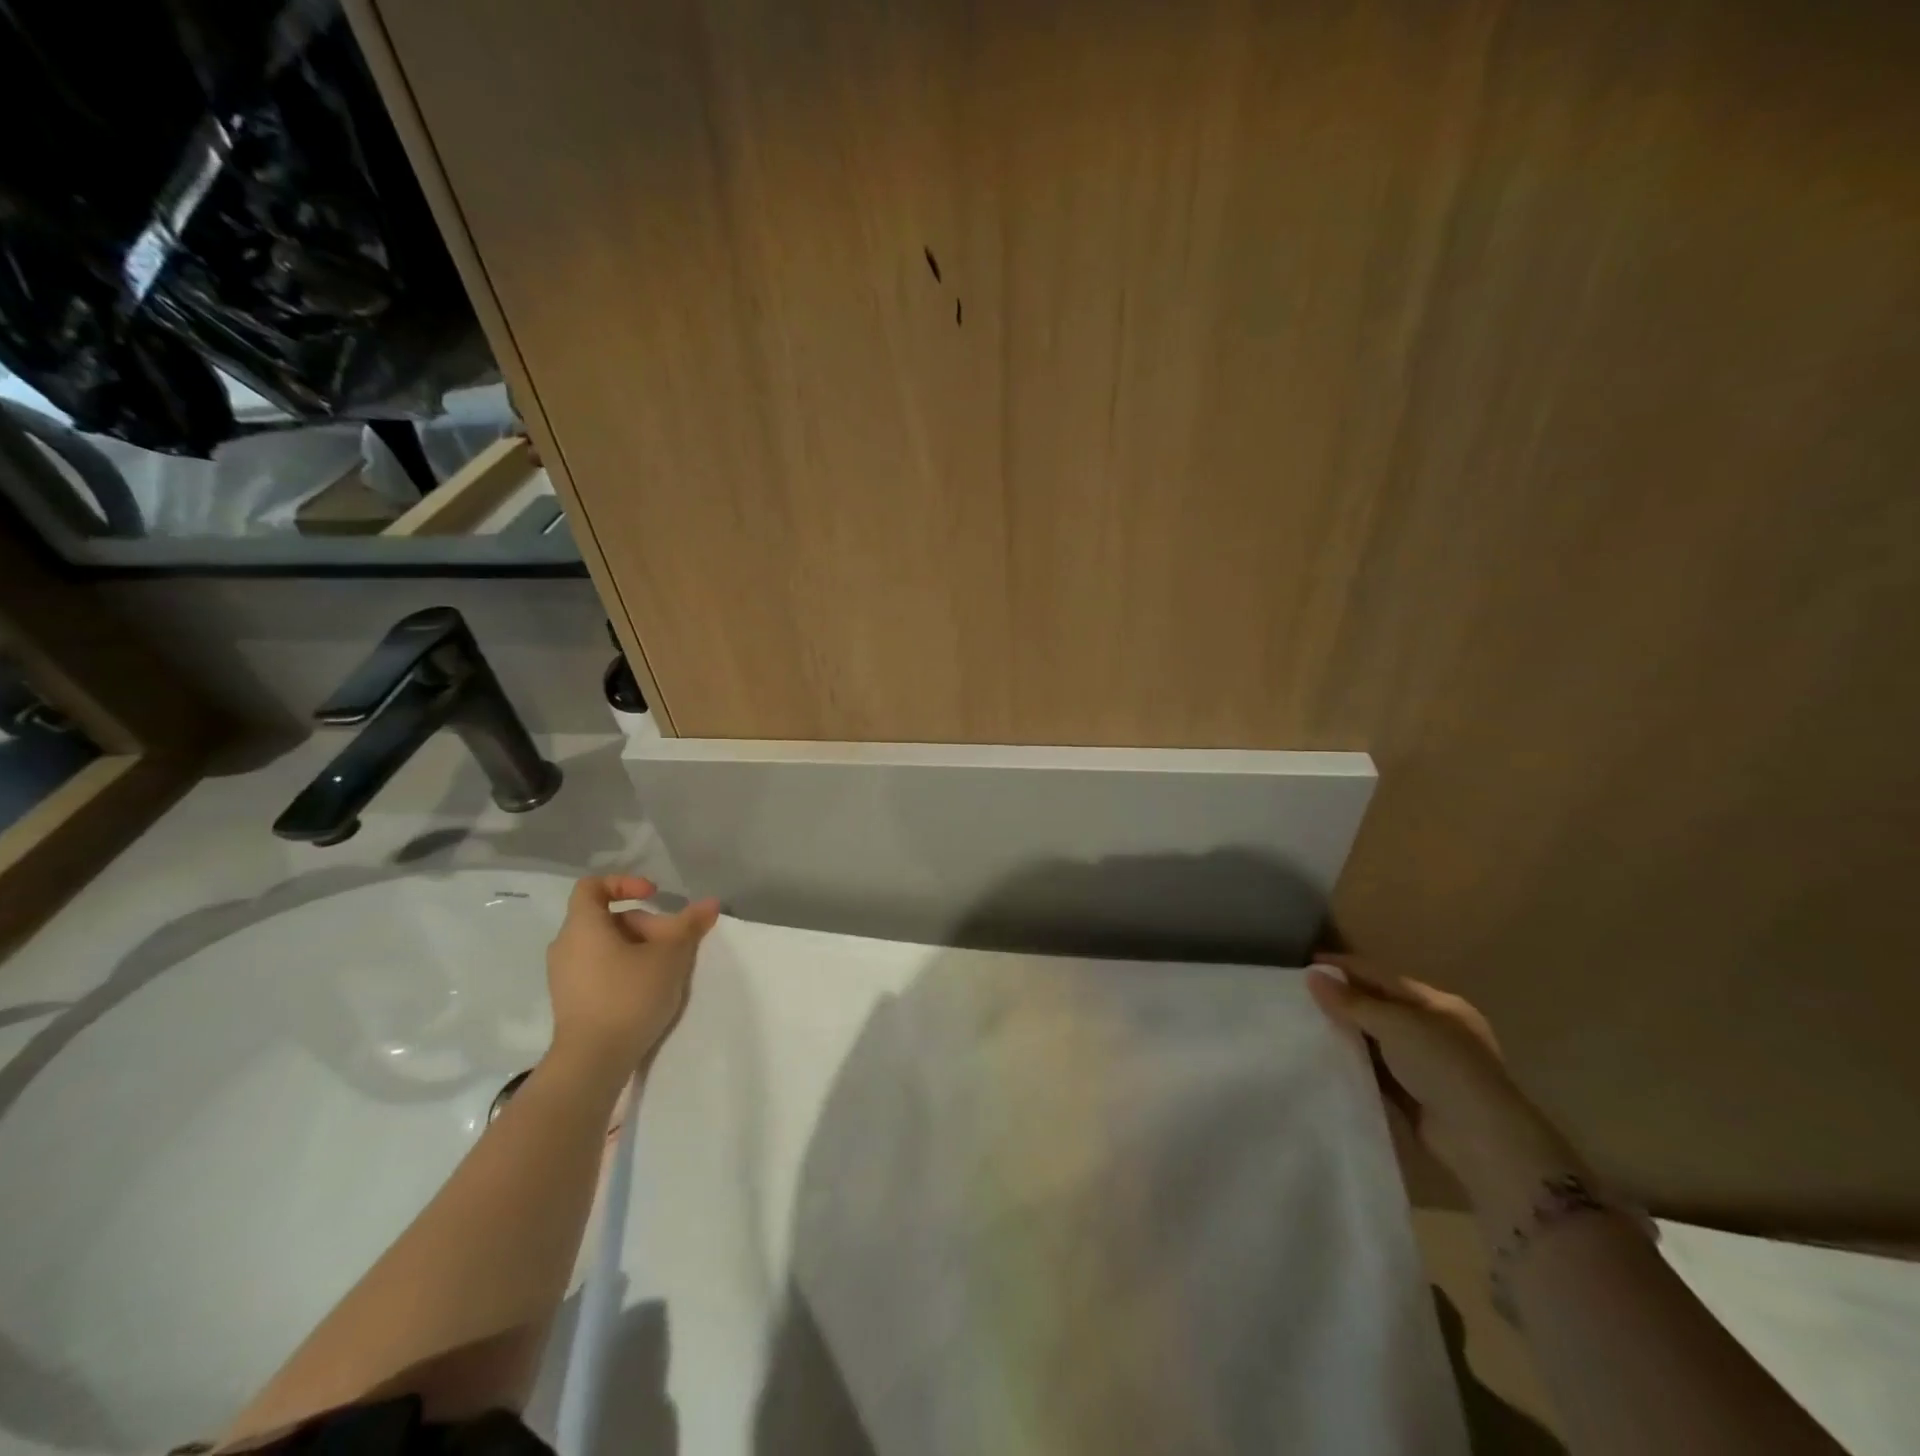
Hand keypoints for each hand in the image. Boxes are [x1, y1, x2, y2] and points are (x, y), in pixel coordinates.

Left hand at [546, 875, 720, 1080]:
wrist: (592, 1061)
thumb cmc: (629, 996)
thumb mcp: (670, 956)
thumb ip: (689, 925)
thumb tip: (710, 903)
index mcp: (583, 926)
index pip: (593, 886)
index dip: (625, 883)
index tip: (654, 896)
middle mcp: (565, 945)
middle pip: (608, 918)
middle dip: (645, 923)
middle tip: (675, 943)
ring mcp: (564, 975)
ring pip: (605, 945)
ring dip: (638, 947)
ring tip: (666, 967)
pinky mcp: (570, 999)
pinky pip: (598, 967)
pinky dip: (623, 966)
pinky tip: (648, 988)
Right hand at [1307, 956, 1581, 1204]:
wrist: (1481, 1140)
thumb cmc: (1442, 1066)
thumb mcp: (1396, 1025)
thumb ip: (1353, 1001)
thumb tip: (1312, 976)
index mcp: (1437, 1005)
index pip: (1382, 976)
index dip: (1345, 967)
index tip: (1305, 963)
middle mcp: (1432, 1030)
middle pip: (1378, 1006)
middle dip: (1341, 999)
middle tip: (1297, 993)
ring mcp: (1424, 1064)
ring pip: (1374, 1038)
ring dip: (1344, 1031)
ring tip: (1301, 1022)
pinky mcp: (1412, 1094)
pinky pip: (1374, 1069)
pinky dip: (1352, 1061)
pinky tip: (1323, 1055)